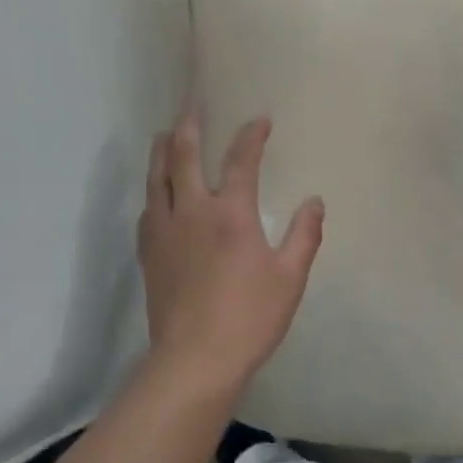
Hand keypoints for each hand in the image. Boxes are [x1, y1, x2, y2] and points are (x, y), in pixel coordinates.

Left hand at [138, 108, 323, 395]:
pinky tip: (156, 192)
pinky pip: (147, 208)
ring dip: (163, 150)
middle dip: (190, 125)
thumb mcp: (290, 277)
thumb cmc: (251, 317)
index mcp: (232, 214)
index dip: (251, 135)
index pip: (241, 161)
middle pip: (184, 156)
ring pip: (157, 178)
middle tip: (192, 103)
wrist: (195, 359)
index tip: (260, 119)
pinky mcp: (149, 254)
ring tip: (166, 134)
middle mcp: (192, 212)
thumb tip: (315, 202)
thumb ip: (304, 235)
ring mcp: (164, 232)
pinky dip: (153, 189)